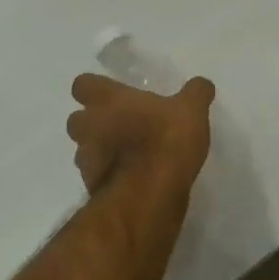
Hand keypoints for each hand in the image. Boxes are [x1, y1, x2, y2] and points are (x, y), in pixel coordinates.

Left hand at [66, 72, 214, 197]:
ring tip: (127, 154)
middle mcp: (89, 126)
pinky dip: (108, 175)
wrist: (148, 195)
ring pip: (84, 149)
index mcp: (107, 100)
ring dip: (99, 149)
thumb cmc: (165, 140)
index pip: (82, 84)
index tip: (114, 94)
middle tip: (120, 124)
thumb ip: (196, 93)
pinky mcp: (91, 188)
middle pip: (77, 119)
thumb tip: (202, 84)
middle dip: (93, 121)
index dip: (95, 88)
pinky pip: (96, 175)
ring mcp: (87, 159)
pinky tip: (132, 178)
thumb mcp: (191, 111)